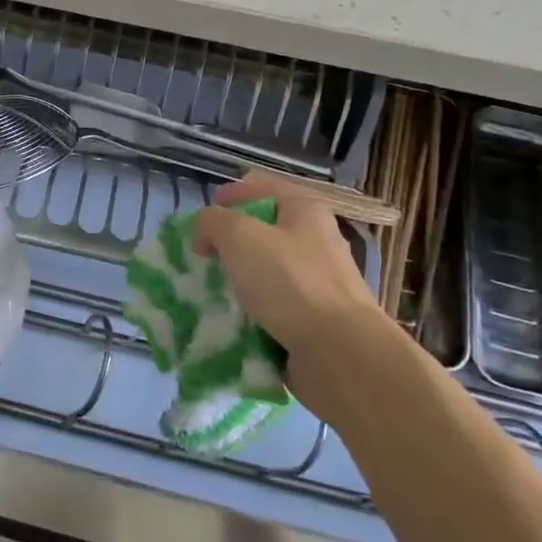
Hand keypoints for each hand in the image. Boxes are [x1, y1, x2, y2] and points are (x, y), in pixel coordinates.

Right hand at [190, 174, 397, 418]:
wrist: (341, 354)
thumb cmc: (290, 282)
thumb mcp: (238, 236)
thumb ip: (212, 222)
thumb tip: (206, 234)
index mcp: (304, 210)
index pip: (259, 188)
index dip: (227, 197)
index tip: (200, 222)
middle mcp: (315, 240)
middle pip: (262, 231)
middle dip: (228, 243)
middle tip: (203, 259)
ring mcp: (318, 282)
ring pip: (265, 271)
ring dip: (238, 281)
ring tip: (212, 294)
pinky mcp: (315, 319)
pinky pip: (273, 307)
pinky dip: (251, 313)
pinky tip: (233, 322)